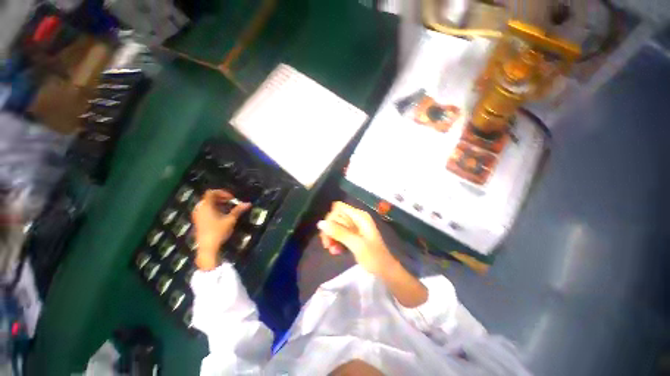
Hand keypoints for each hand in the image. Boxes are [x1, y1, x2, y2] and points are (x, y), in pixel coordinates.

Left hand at [192, 190, 250, 270]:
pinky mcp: (198, 222)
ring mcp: (197, 215)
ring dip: (217, 204)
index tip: (232, 198)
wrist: (207, 248)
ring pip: (207, 204)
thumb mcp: (230, 220)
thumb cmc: (218, 231)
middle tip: (231, 203)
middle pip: (209, 198)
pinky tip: (221, 216)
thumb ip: (238, 210)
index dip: (222, 192)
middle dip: (221, 198)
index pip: (211, 192)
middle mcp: (200, 209)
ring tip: (227, 209)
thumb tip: (248, 203)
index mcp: (206, 206)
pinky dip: (213, 210)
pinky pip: (205, 210)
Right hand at [317, 202, 397, 276]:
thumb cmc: (374, 257)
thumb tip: (320, 223)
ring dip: (332, 237)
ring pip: (336, 226)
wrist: (386, 272)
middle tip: (327, 245)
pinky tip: (336, 252)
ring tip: (332, 250)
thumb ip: (339, 232)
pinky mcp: (353, 235)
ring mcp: (355, 227)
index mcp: (359, 216)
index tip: (327, 232)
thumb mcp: (356, 244)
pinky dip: (336, 242)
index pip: (338, 208)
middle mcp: (356, 218)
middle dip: (330, 230)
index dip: (331, 218)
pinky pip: (340, 234)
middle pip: (336, 217)